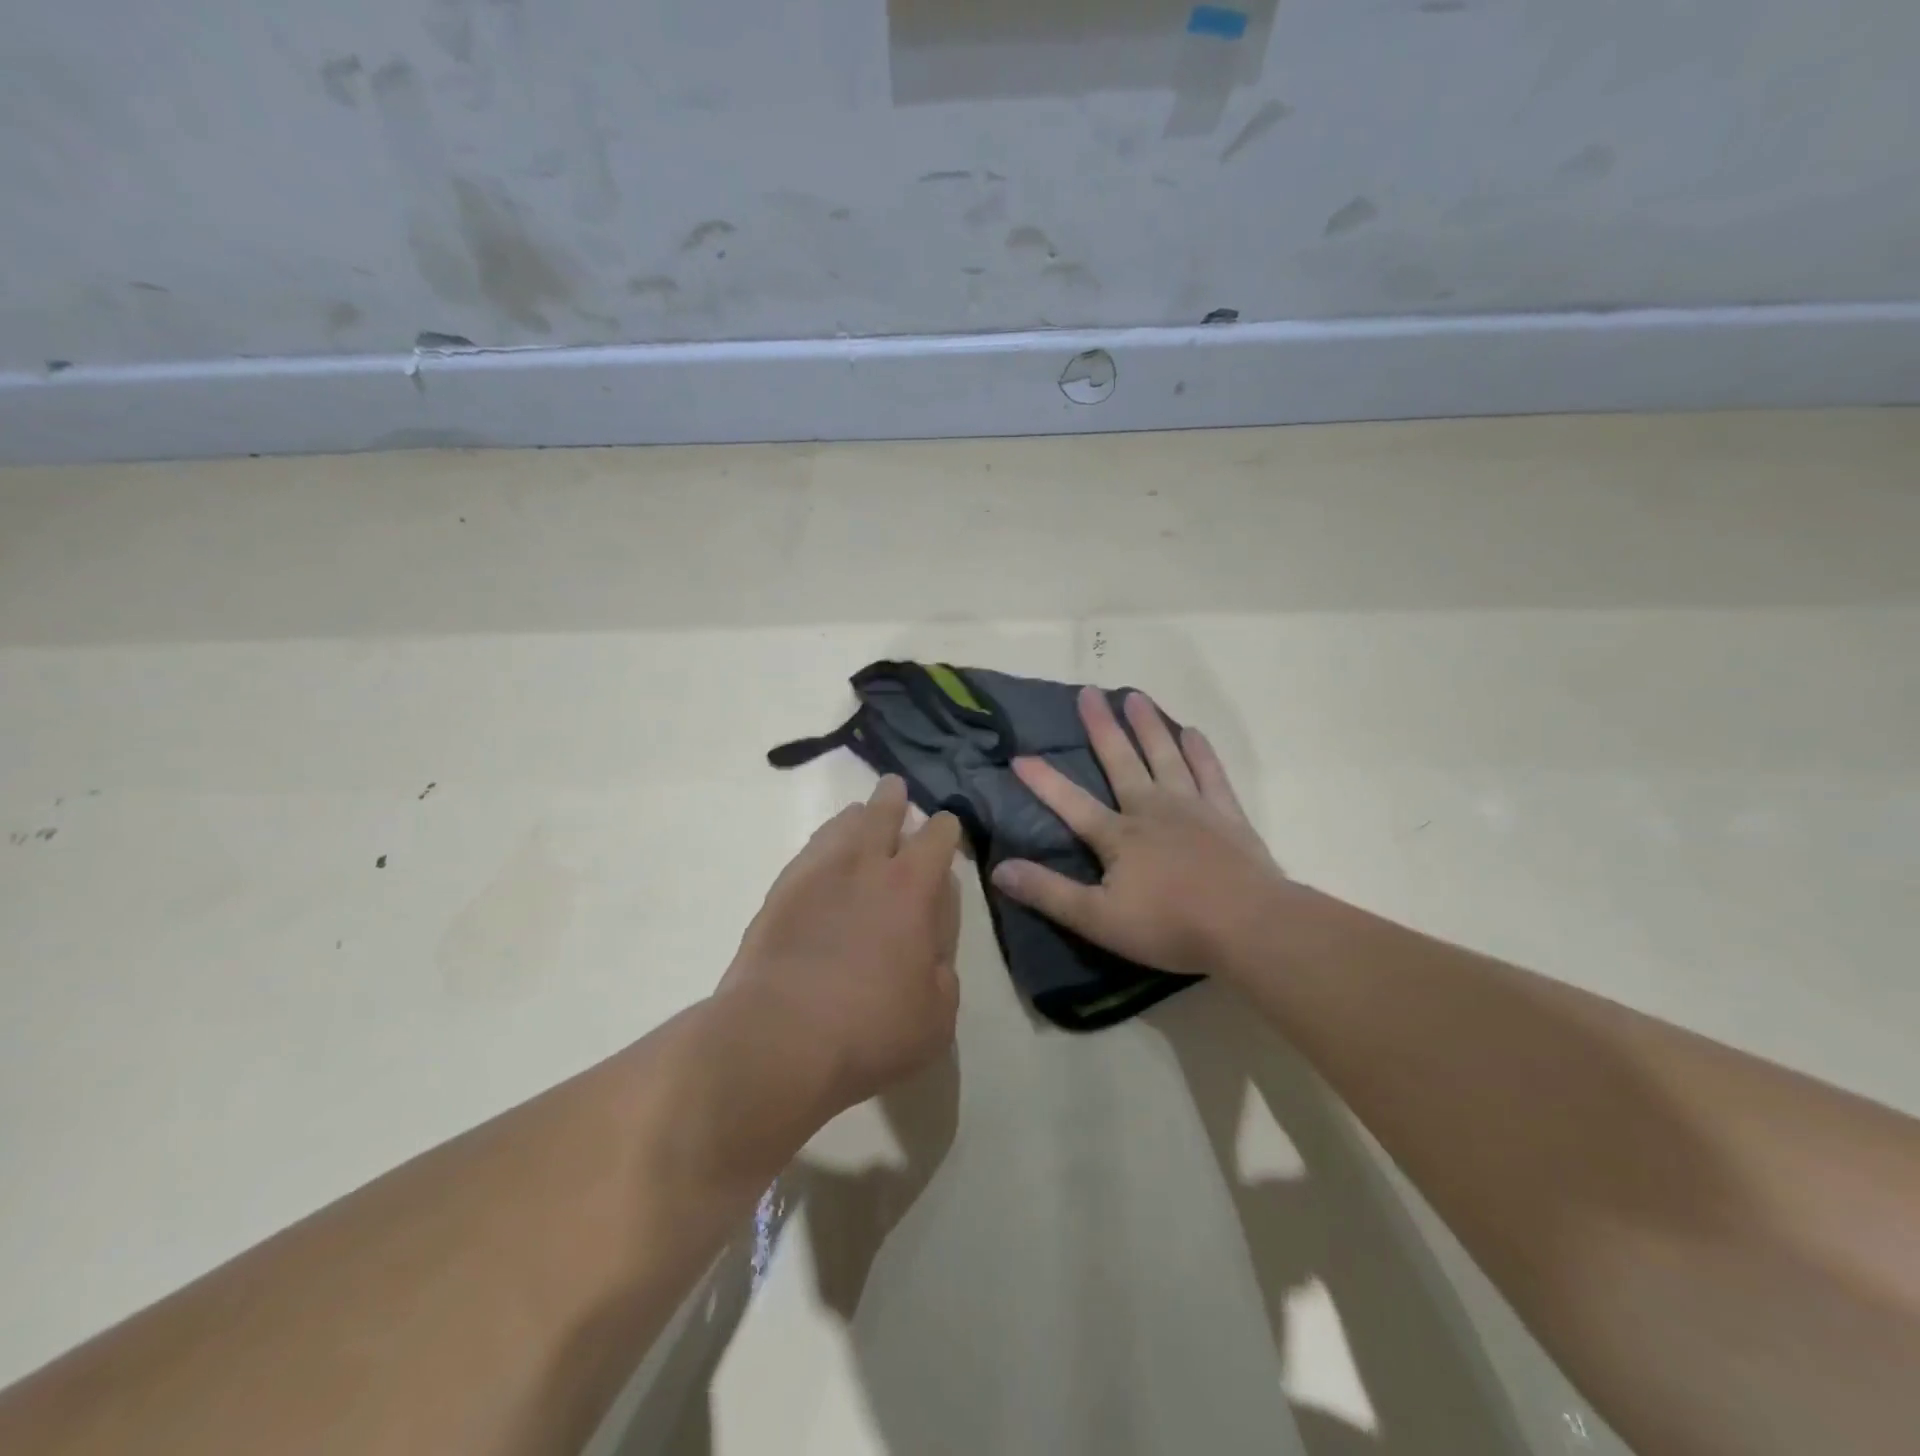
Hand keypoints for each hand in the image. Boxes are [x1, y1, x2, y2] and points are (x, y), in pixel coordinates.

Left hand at [720, 776, 961, 1115]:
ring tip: (859, 815)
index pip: (936, 837)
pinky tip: (822, 856)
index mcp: (912, 888)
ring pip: (840, 825)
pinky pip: (808, 851)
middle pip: (882, 813)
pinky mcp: (779, 892)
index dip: (945, 829)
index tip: (945, 829)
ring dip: (856, 816)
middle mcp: (865, 866)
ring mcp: (816, 874)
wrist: (778, 1038)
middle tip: (895, 790)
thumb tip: (931, 952)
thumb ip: (942, 973)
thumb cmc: (870, 1030)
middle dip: (893, 799)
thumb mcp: (936, 1016)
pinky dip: (823, 844)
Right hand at [991, 687, 1282, 980]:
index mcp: (1118, 836)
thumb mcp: (1098, 919)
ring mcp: (1193, 808)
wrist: (1249, 926)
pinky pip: (1210, 774)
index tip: (1019, 755)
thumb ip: (1049, 892)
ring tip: (1134, 696)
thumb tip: (1000, 869)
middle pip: (1121, 763)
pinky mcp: (1227, 816)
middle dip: (1101, 728)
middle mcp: (1152, 810)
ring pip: (1165, 757)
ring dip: (1148, 727)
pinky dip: (1200, 752)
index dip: (1043, 781)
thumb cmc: (1170, 926)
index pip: (1071, 803)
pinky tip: (1192, 733)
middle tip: (1088, 692)